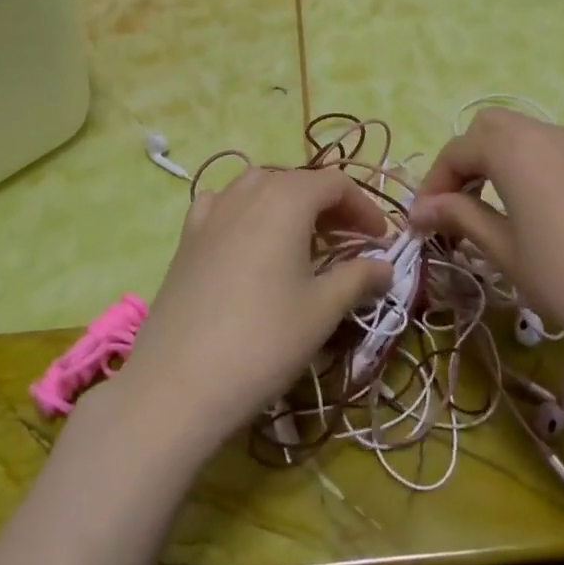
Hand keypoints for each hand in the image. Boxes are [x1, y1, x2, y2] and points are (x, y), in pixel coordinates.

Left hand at [116, 168, 392, 451]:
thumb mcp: (322, 310)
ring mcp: (210, 212)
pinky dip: (247, 212)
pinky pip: (224, 205)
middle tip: (350, 244)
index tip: (381, 241)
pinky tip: (250, 242)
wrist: (178, 383)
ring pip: (259, 188)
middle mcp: (247, 192)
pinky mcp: (187, 237)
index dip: (364, 207)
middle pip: (297, 181)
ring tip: (304, 242)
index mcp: (285, 199)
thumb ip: (358, 278)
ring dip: (289, 205)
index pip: (335, 183)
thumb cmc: (263, 340)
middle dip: (329, 207)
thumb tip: (385, 268)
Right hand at [409, 109, 563, 393]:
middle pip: (489, 129)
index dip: (433, 184)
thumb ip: (462, 218)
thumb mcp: (506, 252)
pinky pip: (550, 152)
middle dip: (464, 162)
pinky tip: (529, 213)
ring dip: (494, 163)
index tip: (423, 223)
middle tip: (455, 208)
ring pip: (522, 136)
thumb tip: (421, 209)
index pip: (457, 150)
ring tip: (487, 213)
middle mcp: (546, 135)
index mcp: (515, 150)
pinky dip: (525, 169)